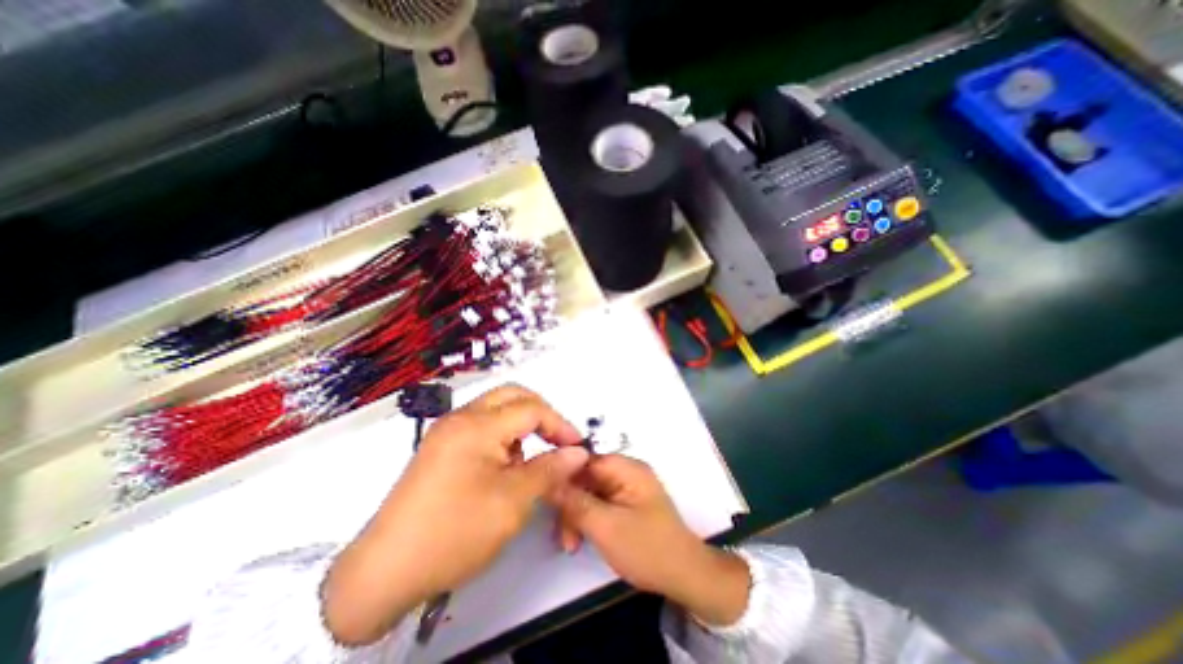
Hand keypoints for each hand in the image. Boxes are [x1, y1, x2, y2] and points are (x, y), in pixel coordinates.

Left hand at [321, 383, 585, 641]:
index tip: (576, 446)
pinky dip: (502, 436)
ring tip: (528, 459)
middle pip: (512, 395)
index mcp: (477, 426)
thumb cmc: (454, 533)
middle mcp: (461, 418)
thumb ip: (550, 470)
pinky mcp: (440, 446)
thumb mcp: (513, 502)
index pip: (531, 409)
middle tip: (557, 438)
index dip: (559, 424)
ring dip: (520, 423)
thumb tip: (578, 452)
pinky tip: (504, 467)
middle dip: (541, 413)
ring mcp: (447, 431)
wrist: (384, 573)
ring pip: (496, 408)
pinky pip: (481, 426)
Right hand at [547, 457, 747, 626]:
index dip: (563, 475)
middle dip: (569, 504)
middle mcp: (626, 472)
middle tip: (561, 535)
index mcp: (626, 467)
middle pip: (585, 477)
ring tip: (569, 545)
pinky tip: (579, 540)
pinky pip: (598, 503)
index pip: (585, 459)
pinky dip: (587, 519)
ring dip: (576, 516)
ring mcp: (626, 488)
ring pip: (589, 492)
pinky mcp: (625, 504)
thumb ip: (575, 502)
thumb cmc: (647, 548)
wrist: (684, 575)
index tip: (544, 496)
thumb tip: (548, 480)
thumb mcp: (605, 526)